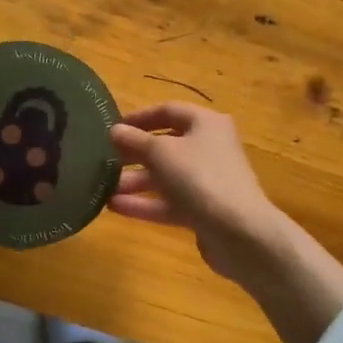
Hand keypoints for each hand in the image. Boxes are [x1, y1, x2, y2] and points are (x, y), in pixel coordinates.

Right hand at [109, 102, 342, 342]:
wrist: (239, 232)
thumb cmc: (200, 178)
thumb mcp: (160, 153)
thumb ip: (134, 140)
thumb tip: (115, 131)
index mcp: (206, 124)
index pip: (168, 111)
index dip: (139, 117)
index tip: (112, 127)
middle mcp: (209, 148)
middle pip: (166, 145)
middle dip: (134, 153)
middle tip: (103, 159)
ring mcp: (207, 181)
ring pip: (165, 176)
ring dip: (135, 181)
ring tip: (103, 186)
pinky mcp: (203, 210)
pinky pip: (169, 202)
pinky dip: (144, 203)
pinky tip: (114, 207)